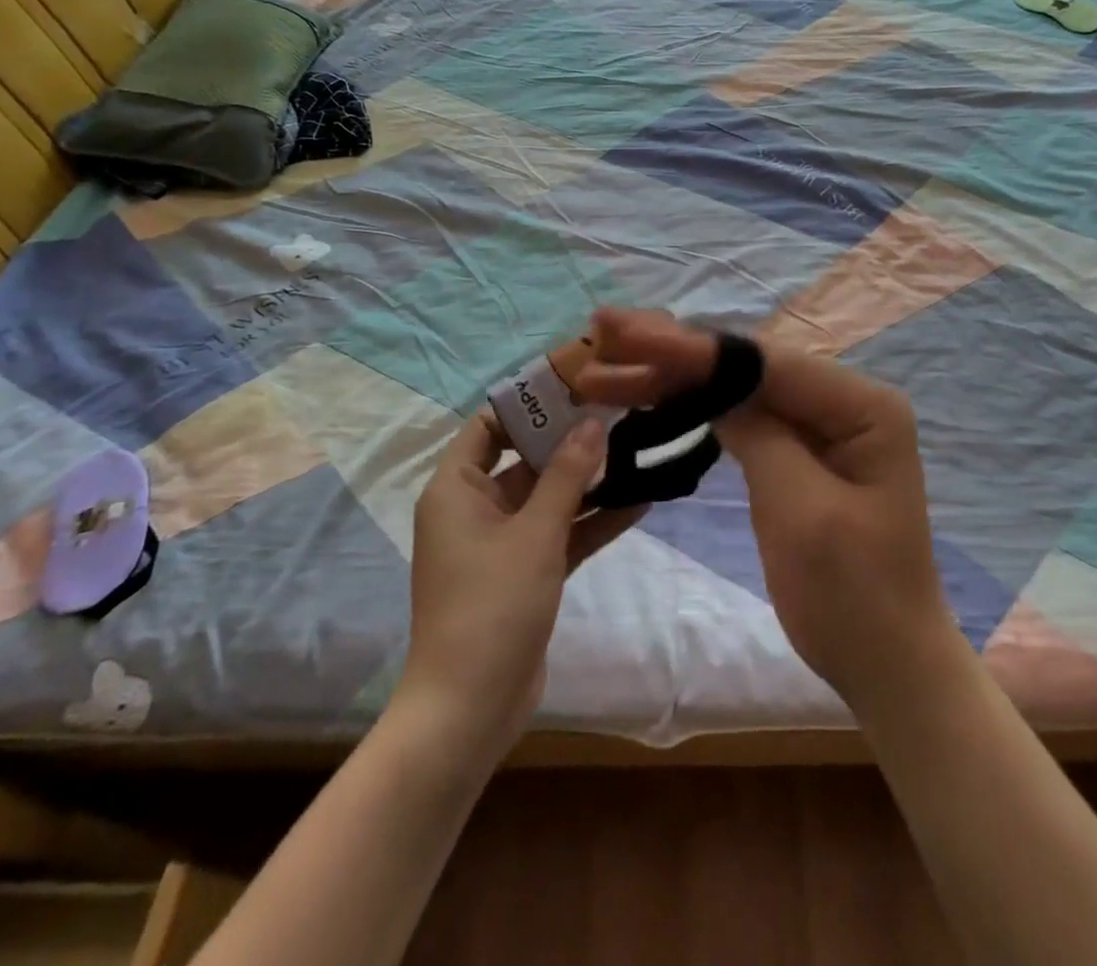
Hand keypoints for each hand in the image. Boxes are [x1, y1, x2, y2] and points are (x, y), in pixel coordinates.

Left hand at [396, 412, 642, 759]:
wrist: (470, 710)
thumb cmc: (491, 606)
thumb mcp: (534, 533)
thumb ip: (566, 475)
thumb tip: (593, 423)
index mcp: (457, 489)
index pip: (488, 425)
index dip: (527, 403)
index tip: (574, 385)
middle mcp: (474, 508)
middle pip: (524, 459)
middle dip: (569, 440)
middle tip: (619, 412)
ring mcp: (501, 543)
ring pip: (548, 497)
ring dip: (587, 481)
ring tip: (637, 450)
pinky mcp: (524, 573)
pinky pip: (560, 534)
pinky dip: (591, 521)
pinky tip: (639, 502)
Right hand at [574, 310, 954, 713]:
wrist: (885, 663)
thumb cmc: (851, 594)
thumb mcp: (801, 510)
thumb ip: (759, 434)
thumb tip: (711, 384)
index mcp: (862, 405)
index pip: (765, 362)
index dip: (693, 348)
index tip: (630, 335)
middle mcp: (843, 399)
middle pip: (747, 365)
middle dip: (674, 351)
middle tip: (605, 328)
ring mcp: (819, 423)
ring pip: (736, 386)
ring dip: (674, 373)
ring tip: (610, 360)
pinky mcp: (797, 448)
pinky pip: (740, 414)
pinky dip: (693, 402)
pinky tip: (653, 391)